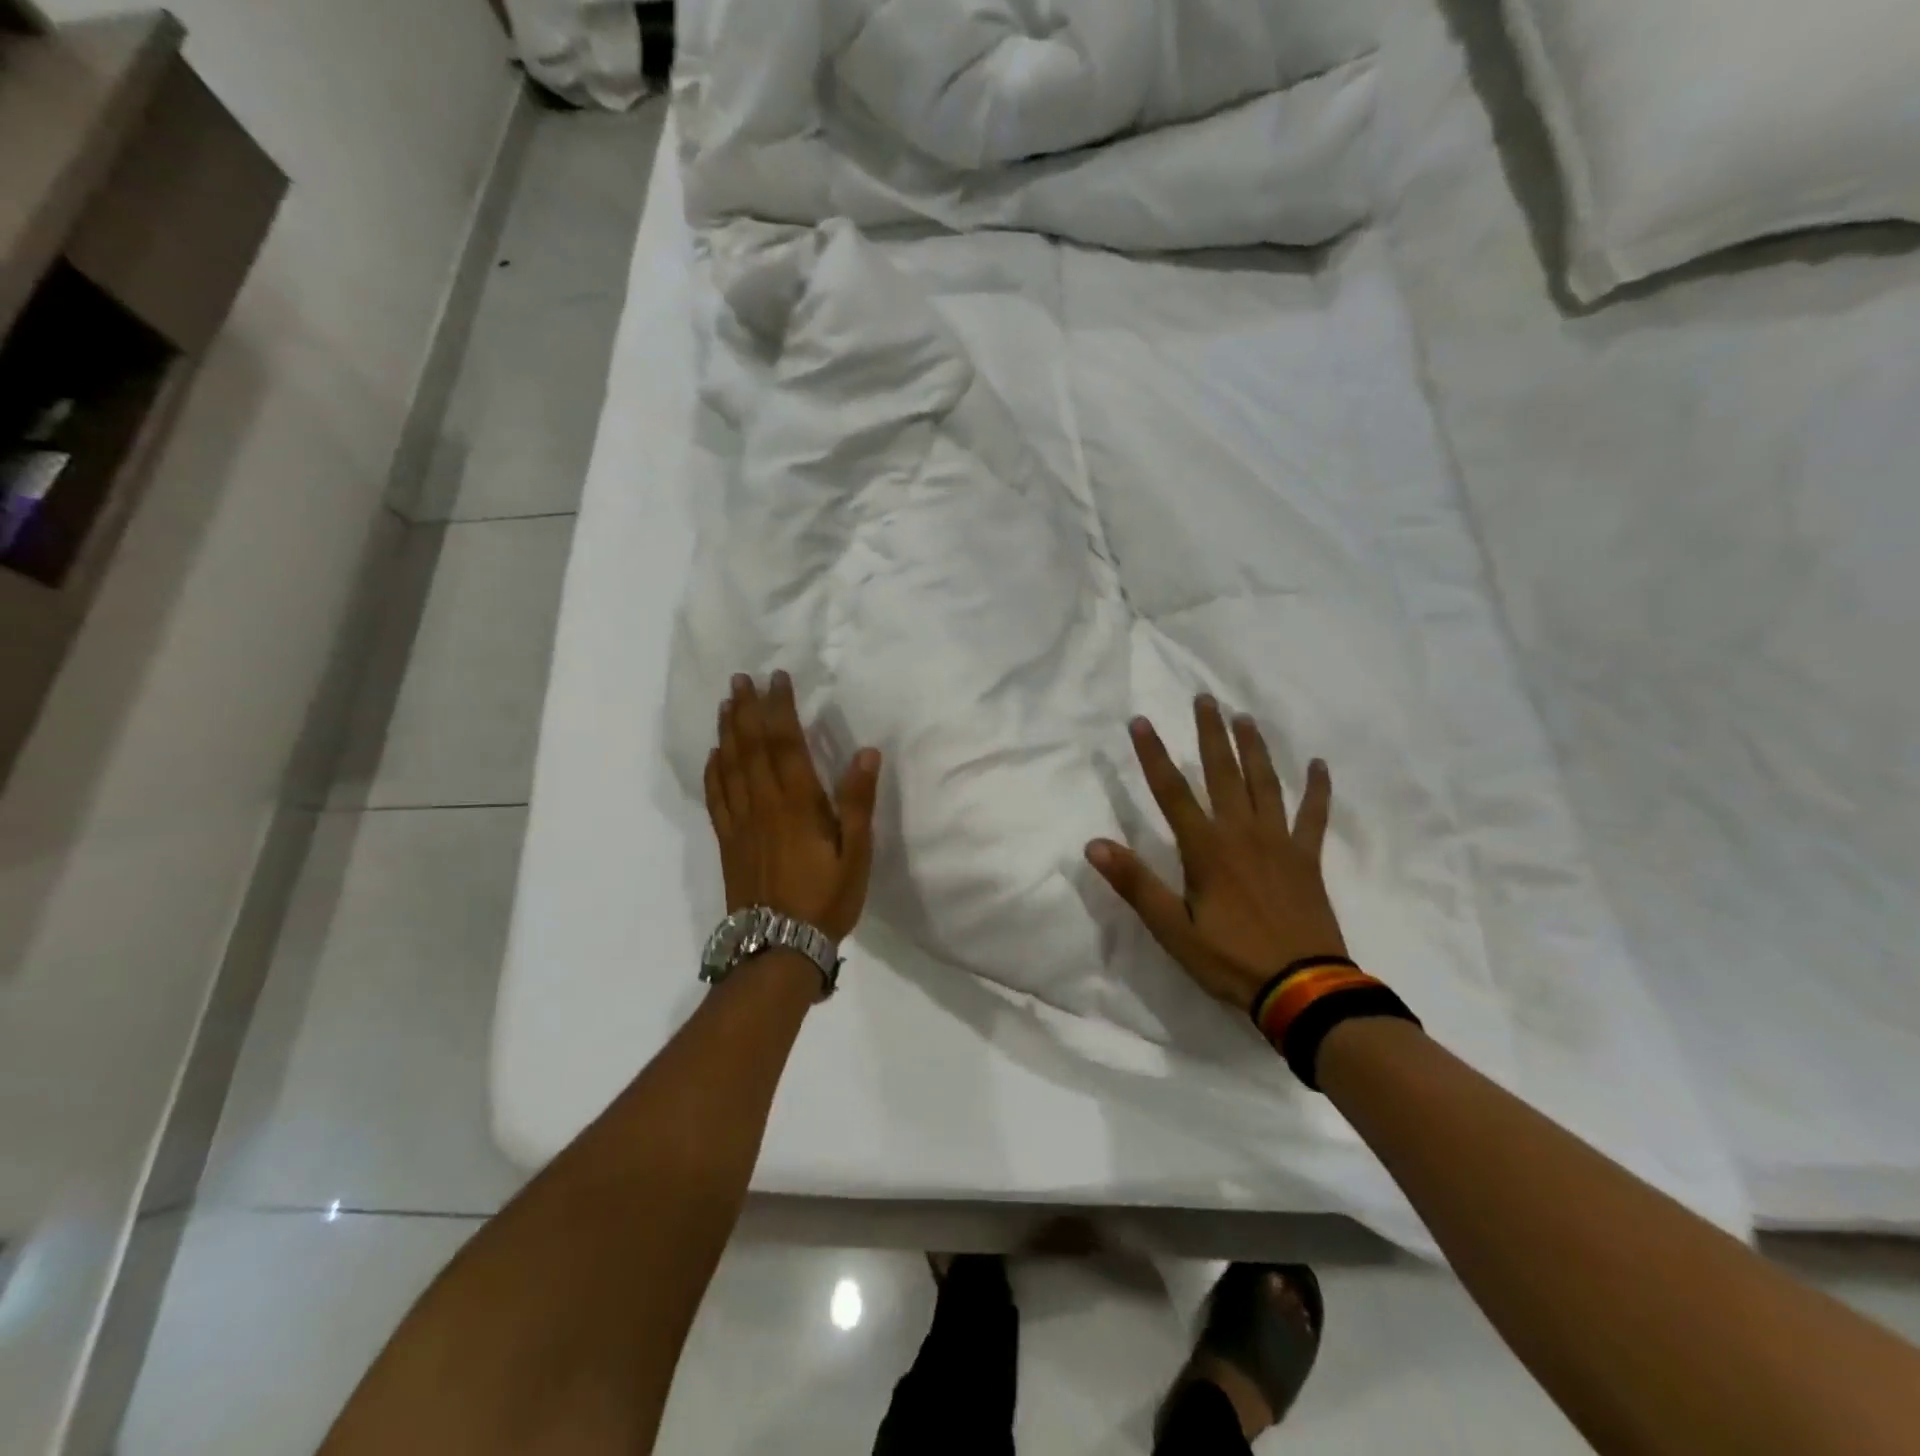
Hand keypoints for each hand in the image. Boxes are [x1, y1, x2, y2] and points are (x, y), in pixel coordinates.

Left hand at [704, 672, 881, 940]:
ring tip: (727, 703)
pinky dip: (713, 770)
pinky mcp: (728, 841)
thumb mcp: (856, 854)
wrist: (778, 947)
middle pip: (751, 747)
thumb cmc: (826, 899)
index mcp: (798, 804)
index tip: (777, 678)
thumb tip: (866, 752)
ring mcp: (741, 823)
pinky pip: (715, 796)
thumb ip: (858, 803)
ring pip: (729, 766)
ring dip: (728, 731)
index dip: (780, 708)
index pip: (786, 744)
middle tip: (741, 678)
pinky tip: (713, 755)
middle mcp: (764, 805)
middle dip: (747, 709)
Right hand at [1085, 696, 1347, 1013]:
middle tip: (1205, 698)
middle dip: (1210, 734)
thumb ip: (1136, 884)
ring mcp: (1279, 843)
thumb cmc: (1230, 959)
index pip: (1171, 792)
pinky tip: (1319, 765)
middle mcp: (1242, 833)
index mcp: (1206, 849)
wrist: (1303, 989)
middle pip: (1223, 773)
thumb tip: (1095, 845)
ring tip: (1244, 718)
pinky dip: (1318, 789)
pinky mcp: (1307, 858)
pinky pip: (1314, 816)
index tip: (1140, 721)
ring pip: (1265, 783)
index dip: (1153, 755)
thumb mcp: (1172, 929)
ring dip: (1254, 748)